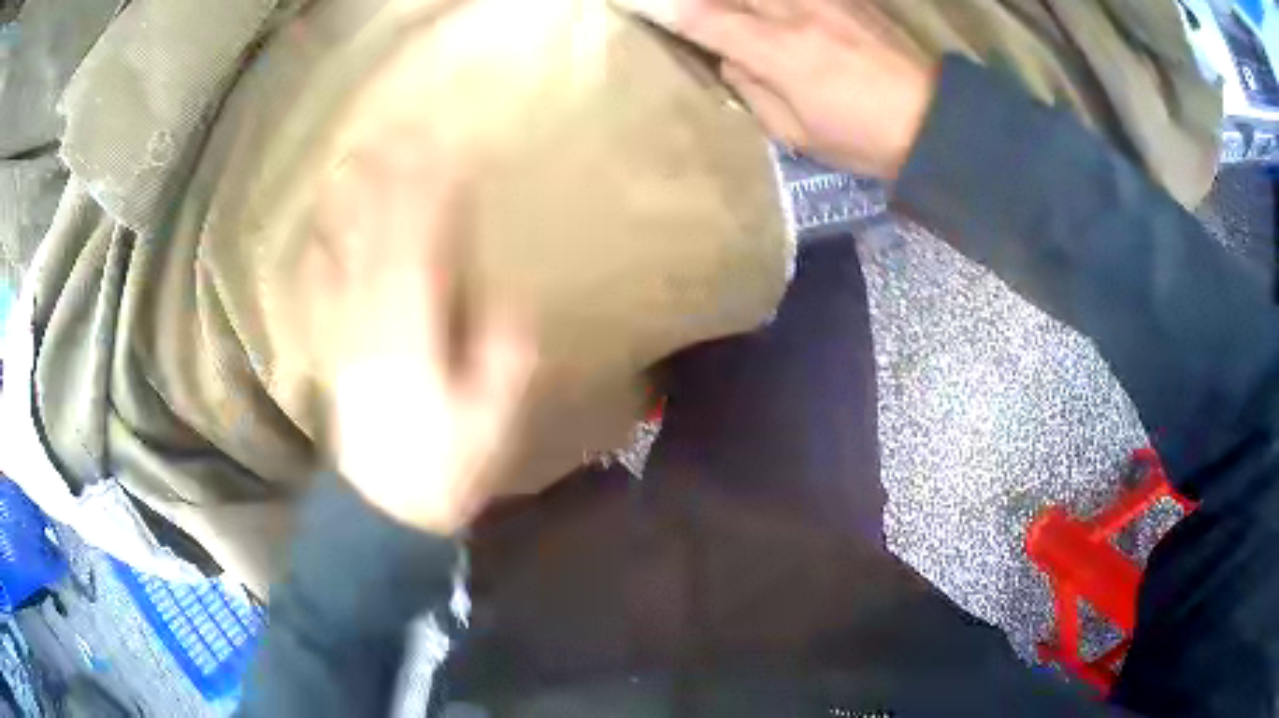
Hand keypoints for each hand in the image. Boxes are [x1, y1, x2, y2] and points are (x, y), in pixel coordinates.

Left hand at [306, 130, 534, 534]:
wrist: (384, 507)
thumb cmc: (444, 466)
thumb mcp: (491, 422)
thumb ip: (502, 359)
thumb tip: (512, 302)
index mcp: (416, 334)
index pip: (425, 247)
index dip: (436, 196)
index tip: (448, 149)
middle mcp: (375, 321)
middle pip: (380, 238)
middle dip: (391, 181)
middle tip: (398, 131)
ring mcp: (347, 333)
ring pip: (346, 255)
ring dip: (352, 206)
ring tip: (356, 159)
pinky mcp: (335, 349)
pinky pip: (321, 292)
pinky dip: (320, 255)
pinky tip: (318, 231)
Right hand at [613, 0, 937, 177]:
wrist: (935, 122)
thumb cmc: (862, 139)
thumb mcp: (795, 132)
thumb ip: (750, 88)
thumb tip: (725, 57)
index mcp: (779, 51)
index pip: (703, 16)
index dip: (662, 7)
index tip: (630, 3)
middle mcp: (797, 11)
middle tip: (671, 3)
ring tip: (719, 9)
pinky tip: (765, 9)